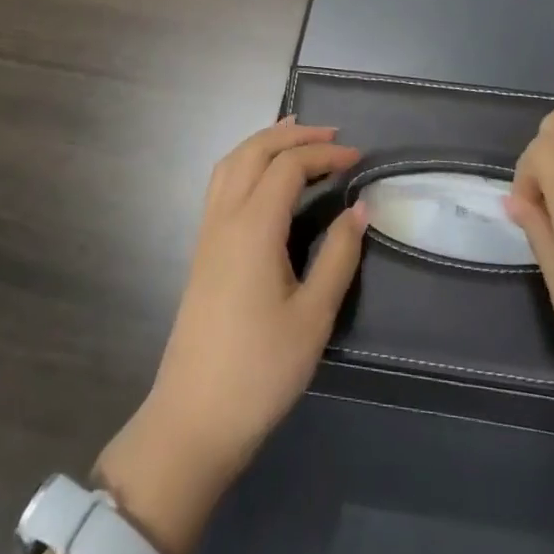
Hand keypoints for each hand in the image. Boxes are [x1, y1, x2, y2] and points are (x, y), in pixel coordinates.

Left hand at [94, 118, 365, 553]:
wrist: (194, 419)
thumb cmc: (260, 371)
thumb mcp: (312, 317)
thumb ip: (337, 256)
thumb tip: (359, 209)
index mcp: (253, 226)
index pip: (289, 166)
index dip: (324, 154)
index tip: (358, 158)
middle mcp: (225, 216)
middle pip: (255, 150)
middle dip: (294, 135)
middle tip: (331, 135)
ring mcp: (208, 230)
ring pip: (232, 161)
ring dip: (264, 141)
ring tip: (296, 136)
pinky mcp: (202, 248)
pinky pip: (222, 182)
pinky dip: (245, 161)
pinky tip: (263, 177)